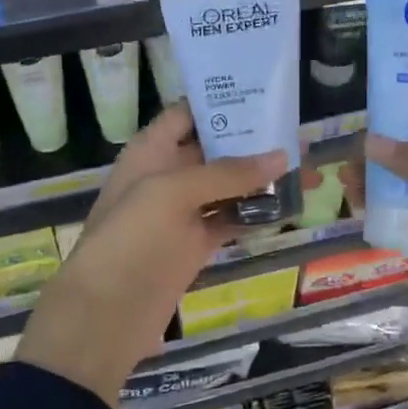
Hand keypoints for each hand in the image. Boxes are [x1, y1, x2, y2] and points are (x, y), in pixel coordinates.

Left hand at [16, 102, 286, 408]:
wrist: (104, 315)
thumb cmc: (130, 238)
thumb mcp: (171, 193)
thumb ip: (226, 173)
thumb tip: (281, 156)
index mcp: (149, 151)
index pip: (185, 114)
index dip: (219, 102)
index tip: (263, 94)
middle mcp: (166, 175)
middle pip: (211, 149)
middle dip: (250, 141)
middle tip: (296, 133)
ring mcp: (181, 212)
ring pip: (225, 186)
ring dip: (258, 178)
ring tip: (302, 166)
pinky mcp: (194, 245)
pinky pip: (229, 220)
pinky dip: (254, 213)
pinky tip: (287, 206)